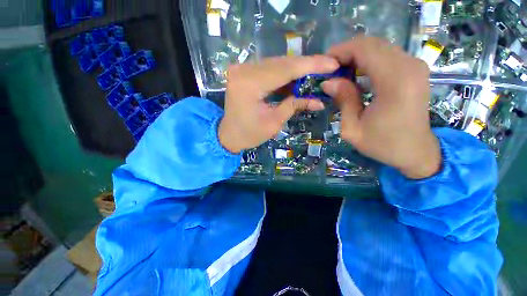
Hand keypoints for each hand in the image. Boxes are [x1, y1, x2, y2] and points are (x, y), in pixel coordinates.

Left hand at [219, 55, 339, 153]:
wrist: (228, 135)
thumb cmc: (249, 134)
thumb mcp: (274, 123)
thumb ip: (294, 106)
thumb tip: (319, 101)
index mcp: (249, 84)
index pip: (285, 69)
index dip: (310, 65)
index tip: (331, 64)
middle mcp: (243, 70)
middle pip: (281, 63)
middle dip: (305, 66)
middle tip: (326, 67)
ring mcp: (241, 69)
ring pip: (276, 64)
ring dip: (296, 70)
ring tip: (315, 73)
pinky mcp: (243, 72)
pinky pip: (268, 69)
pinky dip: (284, 74)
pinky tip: (296, 79)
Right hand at [322, 37, 441, 178]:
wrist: (415, 151)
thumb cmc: (382, 144)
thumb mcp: (353, 129)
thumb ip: (343, 100)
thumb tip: (328, 82)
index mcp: (394, 83)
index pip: (364, 49)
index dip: (340, 52)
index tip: (324, 65)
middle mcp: (409, 67)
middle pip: (371, 44)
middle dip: (346, 53)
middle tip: (329, 71)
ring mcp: (415, 66)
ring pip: (379, 47)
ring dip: (356, 57)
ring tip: (340, 74)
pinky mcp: (414, 70)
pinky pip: (387, 55)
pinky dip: (368, 60)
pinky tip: (356, 75)